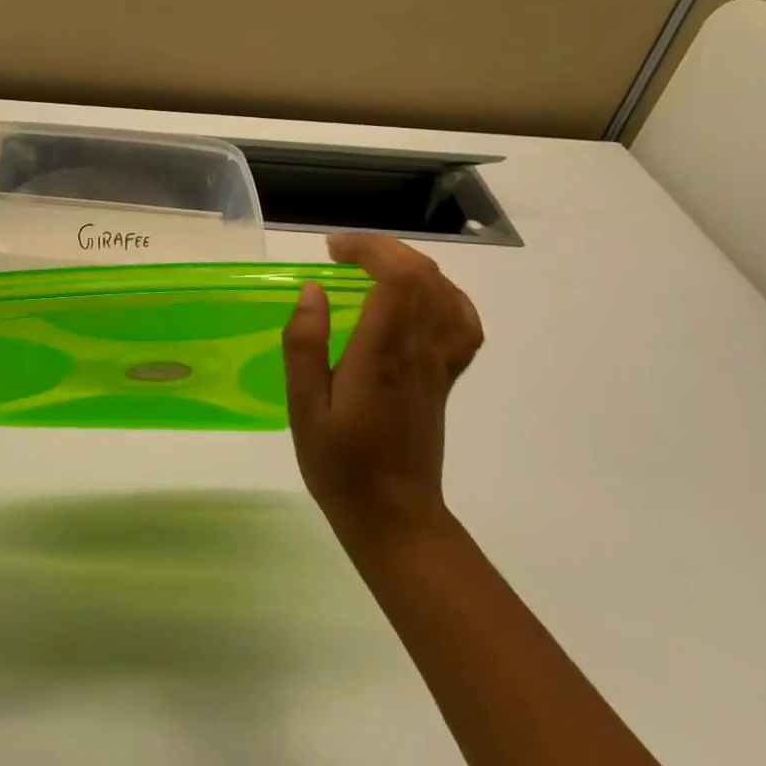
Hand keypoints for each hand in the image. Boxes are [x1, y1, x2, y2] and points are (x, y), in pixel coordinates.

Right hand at [282, 233, 483, 552]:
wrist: (394, 515)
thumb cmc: (340, 463)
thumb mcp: (304, 407)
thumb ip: (305, 345)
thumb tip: (312, 291)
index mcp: (383, 355)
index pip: (399, 279)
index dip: (371, 250)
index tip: (333, 250)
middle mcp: (419, 352)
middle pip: (423, 277)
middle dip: (384, 250)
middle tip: (342, 254)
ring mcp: (439, 364)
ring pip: (444, 293)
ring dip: (409, 266)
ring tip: (371, 267)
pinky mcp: (445, 378)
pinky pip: (461, 324)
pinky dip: (443, 296)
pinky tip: (418, 298)